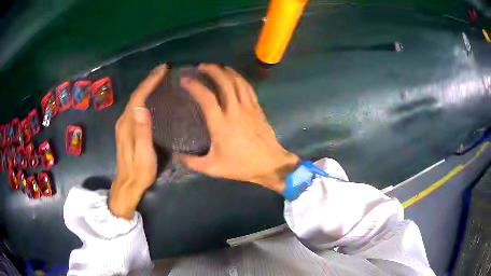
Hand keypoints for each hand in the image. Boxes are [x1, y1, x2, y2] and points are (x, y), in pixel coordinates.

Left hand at [109, 64, 167, 218]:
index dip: (149, 82)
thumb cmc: (139, 172)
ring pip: (135, 100)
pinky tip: (151, 96)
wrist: (127, 185)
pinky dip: (144, 97)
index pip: (138, 97)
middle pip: (135, 96)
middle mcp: (123, 121)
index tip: (163, 70)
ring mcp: (123, 125)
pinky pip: (135, 107)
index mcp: (127, 125)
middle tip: (163, 70)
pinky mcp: (126, 129)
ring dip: (146, 87)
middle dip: (148, 80)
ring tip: (159, 79)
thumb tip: (142, 107)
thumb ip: (142, 132)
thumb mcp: (143, 155)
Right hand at [179, 64, 298, 192]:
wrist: (270, 164)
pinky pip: (248, 87)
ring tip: (215, 67)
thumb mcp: (213, 168)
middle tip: (200, 66)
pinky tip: (233, 75)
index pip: (206, 98)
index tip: (185, 80)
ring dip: (225, 71)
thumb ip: (192, 162)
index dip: (194, 86)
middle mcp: (235, 110)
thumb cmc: (241, 166)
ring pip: (237, 81)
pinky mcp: (257, 108)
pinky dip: (239, 78)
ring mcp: (248, 107)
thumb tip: (176, 156)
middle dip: (211, 70)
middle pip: (224, 82)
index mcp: (221, 124)